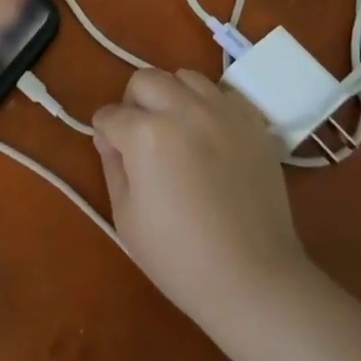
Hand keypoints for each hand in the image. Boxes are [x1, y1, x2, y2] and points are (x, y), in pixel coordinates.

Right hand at [92, 68, 308, 327]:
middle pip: (144, 80)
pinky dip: (210, 104)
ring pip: (184, 77)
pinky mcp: (252, 123)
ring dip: (172, 96)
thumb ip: (112, 165)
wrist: (255, 283)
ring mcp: (222, 112)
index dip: (106, 135)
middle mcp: (183, 110)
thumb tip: (111, 139)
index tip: (111, 152)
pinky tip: (210, 132)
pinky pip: (223, 93)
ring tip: (177, 128)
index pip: (111, 115)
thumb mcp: (126, 217)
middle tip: (140, 135)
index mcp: (146, 134)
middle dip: (133, 103)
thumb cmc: (181, 259)